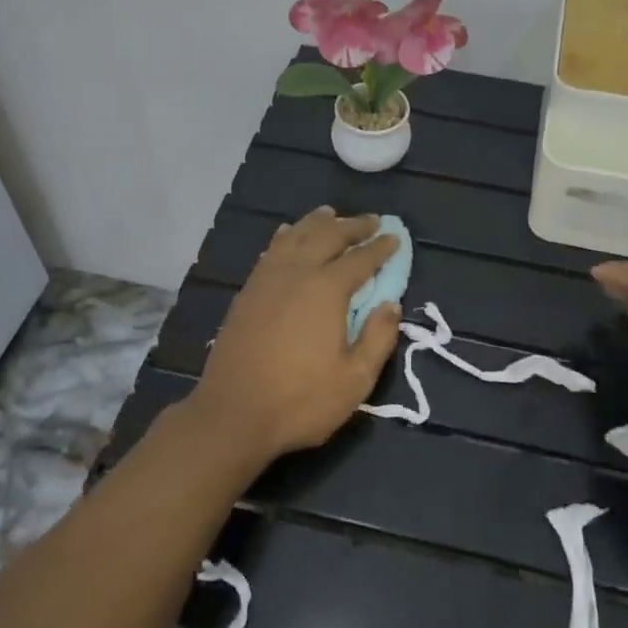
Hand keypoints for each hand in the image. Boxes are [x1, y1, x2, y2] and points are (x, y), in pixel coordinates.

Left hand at [189, 207, 402, 465]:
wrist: (232, 414)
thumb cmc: (300, 401)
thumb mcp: (354, 380)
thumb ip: (378, 338)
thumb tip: (390, 304)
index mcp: (326, 290)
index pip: (360, 259)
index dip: (380, 247)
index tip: (395, 236)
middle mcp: (297, 273)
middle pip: (327, 236)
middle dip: (353, 226)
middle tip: (372, 220)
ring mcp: (267, 280)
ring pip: (295, 236)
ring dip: (317, 223)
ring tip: (330, 214)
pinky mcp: (247, 292)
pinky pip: (271, 251)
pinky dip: (286, 236)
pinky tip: (289, 235)